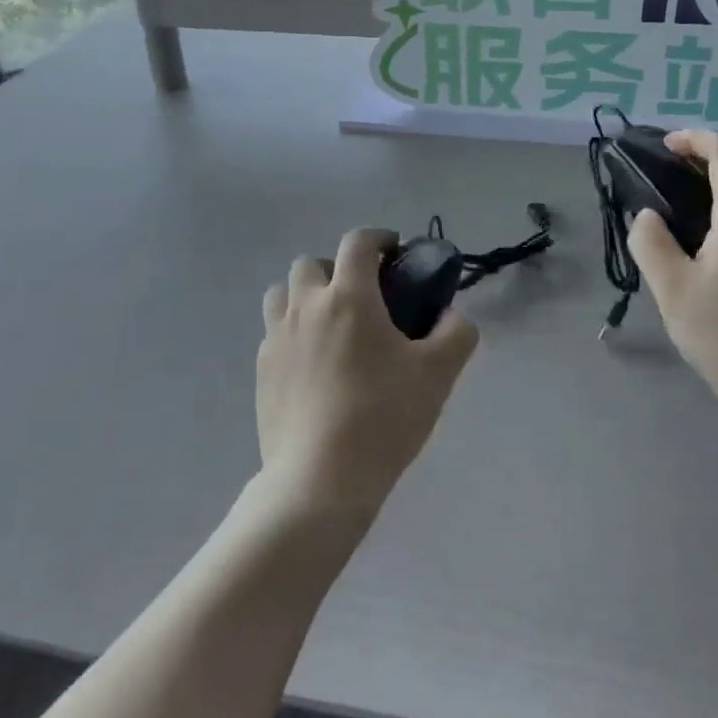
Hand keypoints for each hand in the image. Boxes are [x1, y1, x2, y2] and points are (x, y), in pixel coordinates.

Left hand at [257, 229, 479, 516]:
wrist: (320, 479)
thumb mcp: (438, 374)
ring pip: (282, 294)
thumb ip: (456, 333)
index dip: (379, 239)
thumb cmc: (383, 417)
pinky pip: (274, 333)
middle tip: (363, 297)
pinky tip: (313, 365)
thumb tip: (452, 316)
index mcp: (348, 297)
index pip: (358, 242)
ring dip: (305, 296)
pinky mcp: (261, 371)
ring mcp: (276, 338)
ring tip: (330, 326)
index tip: (395, 254)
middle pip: (311, 263)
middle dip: (337, 268)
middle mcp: (306, 306)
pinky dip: (293, 332)